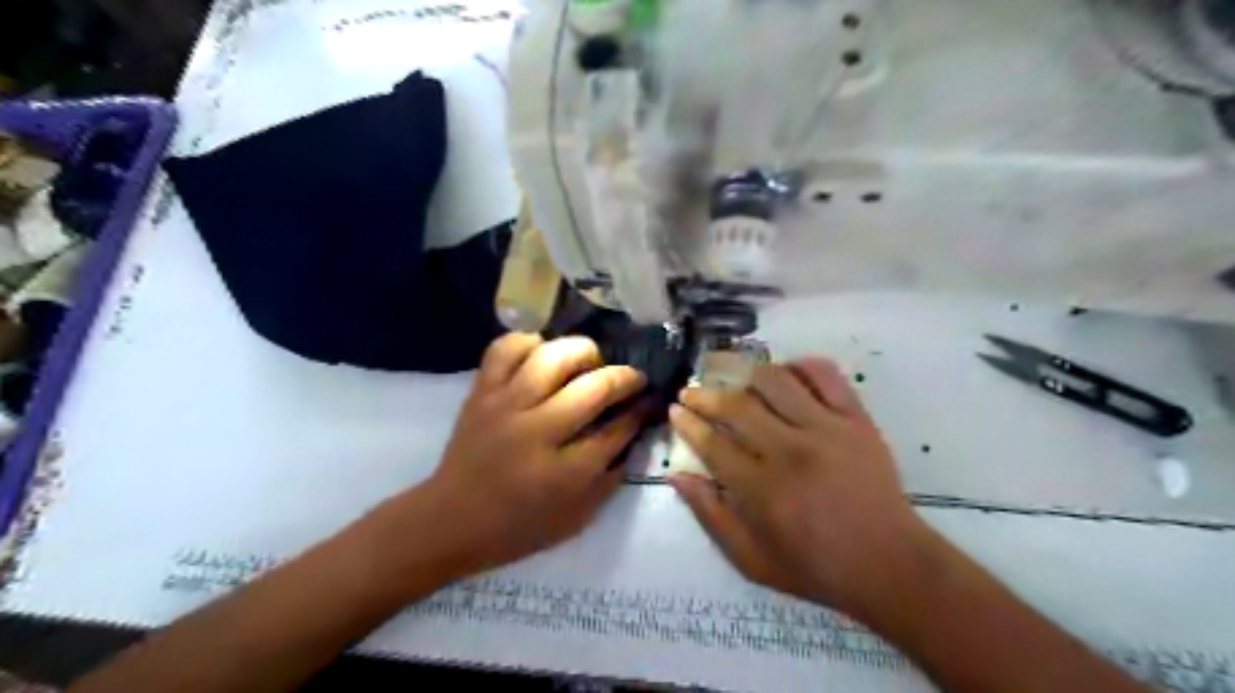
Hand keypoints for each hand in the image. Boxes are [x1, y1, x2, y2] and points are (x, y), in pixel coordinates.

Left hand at [412, 334, 645, 575]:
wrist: (449, 521)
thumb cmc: (517, 527)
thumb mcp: (576, 518)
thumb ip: (611, 477)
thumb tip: (633, 431)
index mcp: (564, 472)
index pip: (617, 428)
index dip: (641, 410)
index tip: (650, 401)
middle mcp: (537, 431)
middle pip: (594, 386)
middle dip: (625, 377)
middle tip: (632, 380)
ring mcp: (505, 405)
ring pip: (554, 356)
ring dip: (584, 352)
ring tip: (590, 363)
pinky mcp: (481, 392)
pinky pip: (505, 348)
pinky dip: (530, 342)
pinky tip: (543, 355)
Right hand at [673, 356, 931, 617]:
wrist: (890, 564)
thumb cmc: (816, 567)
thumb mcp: (751, 560)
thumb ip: (711, 516)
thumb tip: (677, 476)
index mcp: (763, 490)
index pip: (712, 443)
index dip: (688, 423)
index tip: (676, 410)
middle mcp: (791, 451)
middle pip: (736, 406)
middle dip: (704, 395)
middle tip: (692, 392)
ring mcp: (828, 429)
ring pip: (775, 381)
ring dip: (746, 377)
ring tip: (737, 384)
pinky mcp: (857, 419)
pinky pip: (825, 374)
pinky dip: (800, 366)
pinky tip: (786, 377)